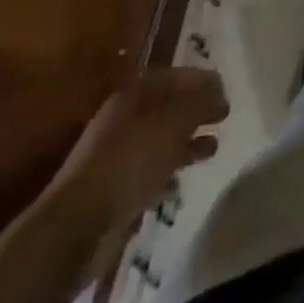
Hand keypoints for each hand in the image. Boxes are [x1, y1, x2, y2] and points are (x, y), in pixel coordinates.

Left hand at [48, 68, 228, 233]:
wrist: (78, 226)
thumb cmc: (130, 161)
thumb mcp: (173, 123)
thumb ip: (200, 103)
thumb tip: (219, 92)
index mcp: (133, 96)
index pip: (172, 76)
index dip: (199, 79)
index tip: (225, 88)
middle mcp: (124, 120)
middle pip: (167, 107)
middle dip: (196, 110)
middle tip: (223, 116)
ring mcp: (118, 156)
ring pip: (161, 140)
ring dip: (187, 141)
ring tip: (214, 148)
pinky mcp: (117, 190)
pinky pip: (150, 171)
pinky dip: (169, 170)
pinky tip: (184, 178)